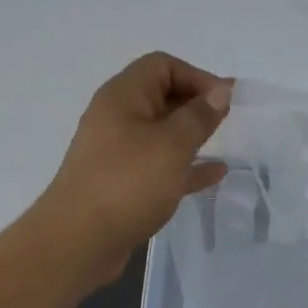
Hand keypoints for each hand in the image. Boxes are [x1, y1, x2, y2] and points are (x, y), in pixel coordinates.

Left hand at [35, 52, 230, 281]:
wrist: (78, 242)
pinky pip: (160, 164)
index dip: (197, 76)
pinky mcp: (122, 183)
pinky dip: (185, 165)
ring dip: (192, 134)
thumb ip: (199, 116)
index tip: (225, 100)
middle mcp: (117, 118)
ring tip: (224, 142)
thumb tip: (221, 90)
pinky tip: (213, 175)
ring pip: (162, 132)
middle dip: (196, 104)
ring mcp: (118, 152)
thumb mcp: (171, 145)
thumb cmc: (127, 183)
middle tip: (229, 120)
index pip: (162, 66)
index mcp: (123, 97)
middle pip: (161, 96)